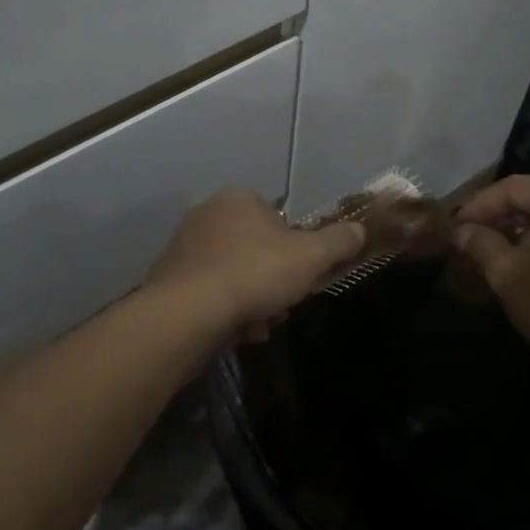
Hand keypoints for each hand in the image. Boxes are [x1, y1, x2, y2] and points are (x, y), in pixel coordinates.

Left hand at [146, 188, 363, 345]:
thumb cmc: (254, 273)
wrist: (188, 312)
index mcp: (238, 198)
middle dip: (275, 282)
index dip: (296, 249)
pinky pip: (210, 293)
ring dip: (254, 302)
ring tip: (259, 326)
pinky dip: (227, 311)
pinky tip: (237, 331)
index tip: (303, 276)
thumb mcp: (310, 257)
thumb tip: (359, 230)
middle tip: (283, 305)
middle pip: (257, 250)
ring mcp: (184, 246)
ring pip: (236, 275)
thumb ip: (337, 242)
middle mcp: (207, 214)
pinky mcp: (170, 279)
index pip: (278, 218)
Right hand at [451, 176, 529, 373]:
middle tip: (471, 236)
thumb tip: (462, 231)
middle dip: (500, 215)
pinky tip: (529, 260)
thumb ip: (480, 243)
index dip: (478, 205)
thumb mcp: (506, 273)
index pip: (512, 187)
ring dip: (523, 227)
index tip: (455, 226)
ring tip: (495, 248)